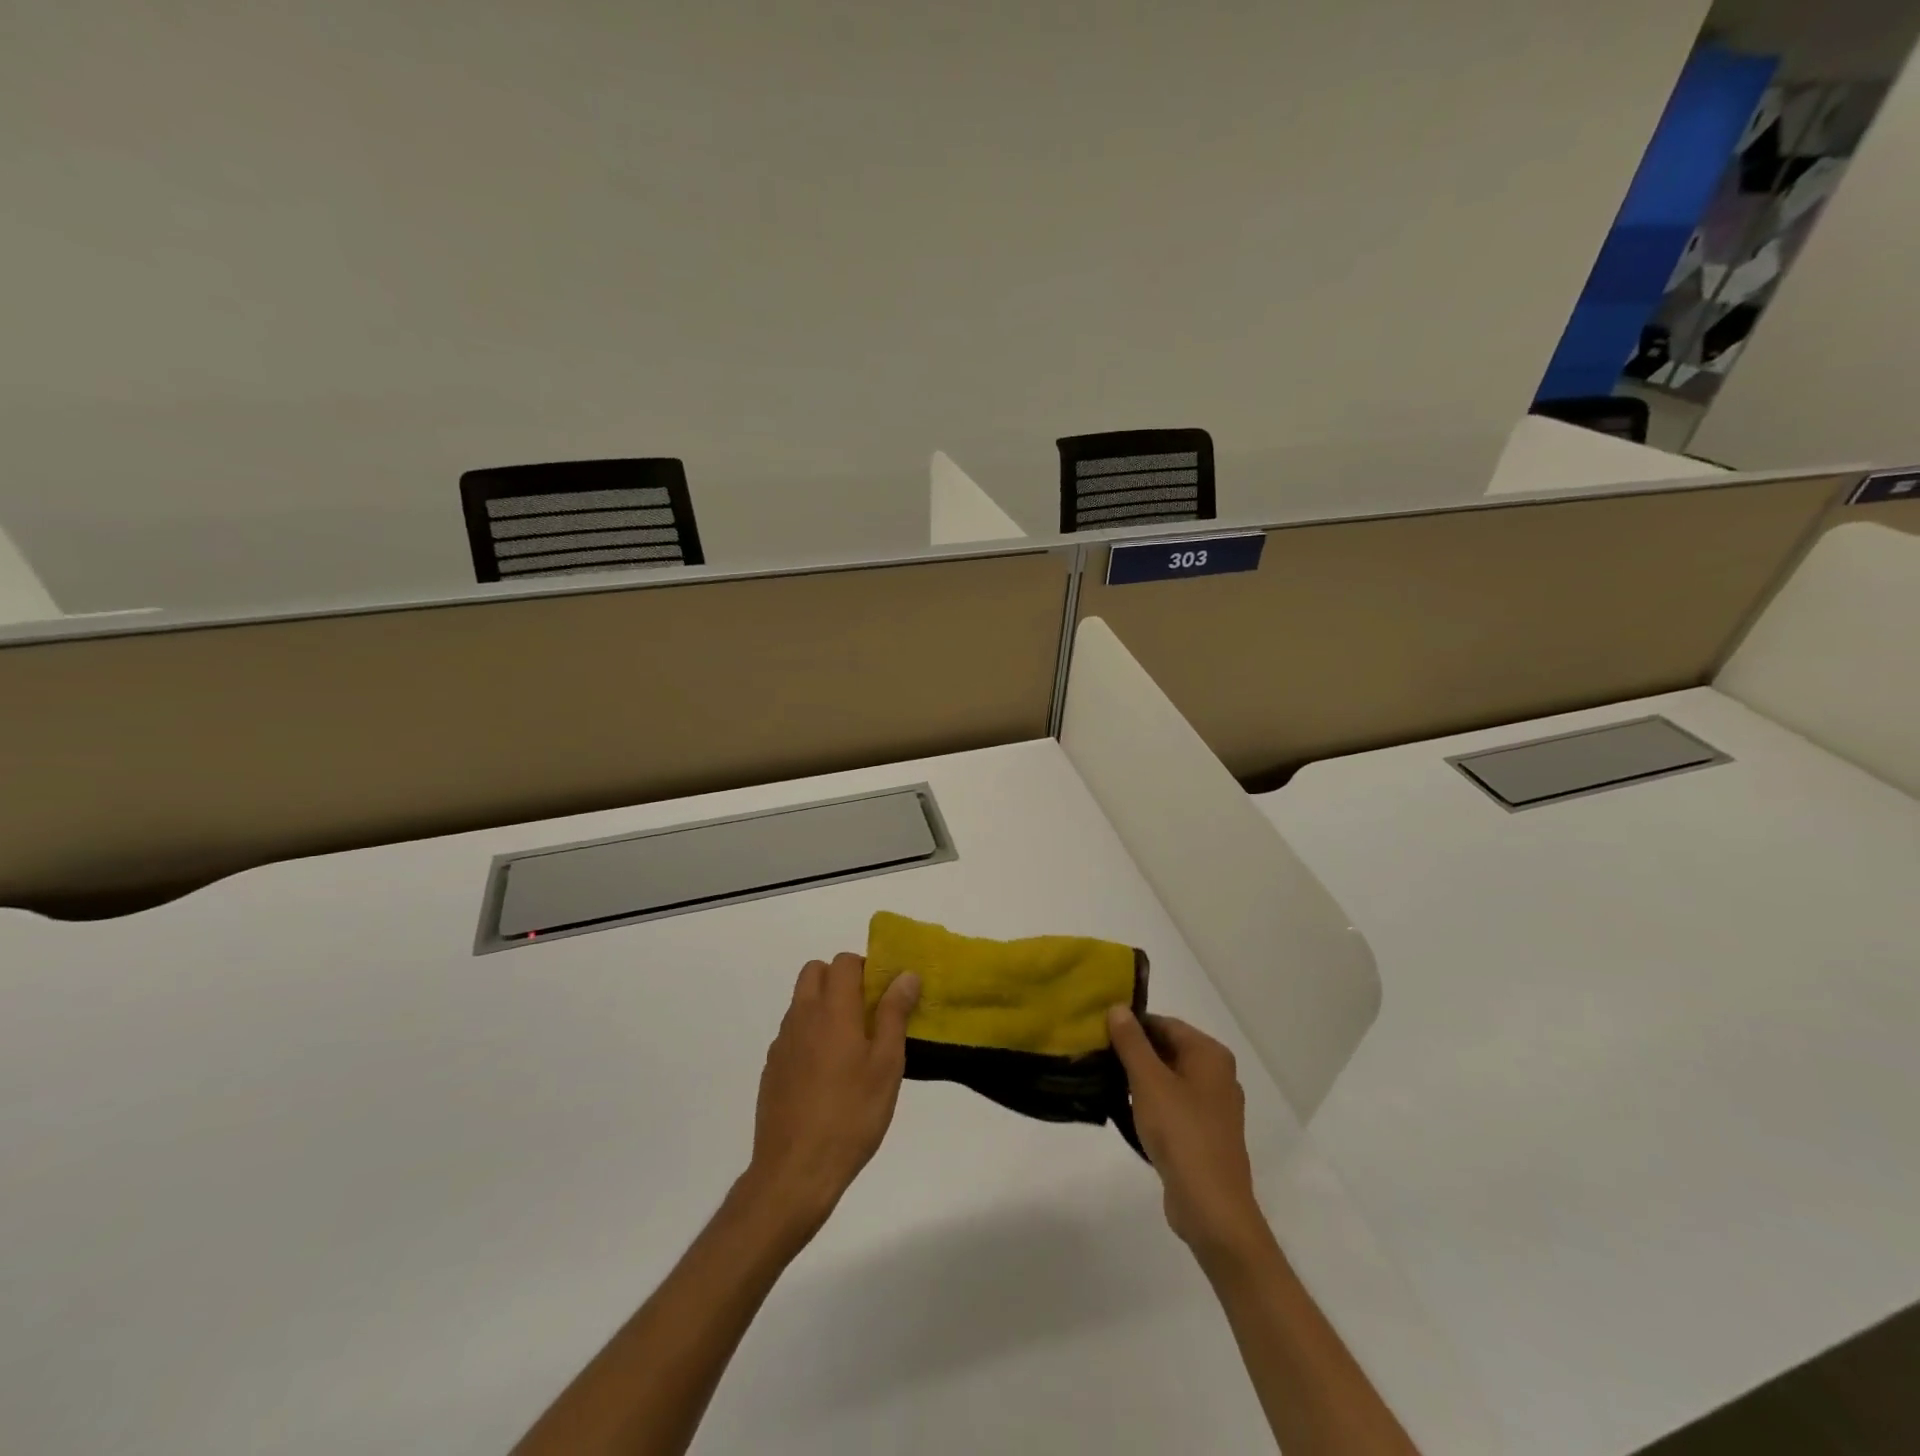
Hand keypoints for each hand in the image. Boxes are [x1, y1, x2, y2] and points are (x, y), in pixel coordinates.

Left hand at [740, 953, 920, 1242]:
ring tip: (851, 1046)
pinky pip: (793, 1033)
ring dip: (824, 1006)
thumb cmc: (851, 1114)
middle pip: (815, 972)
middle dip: (841, 979)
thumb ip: (894, 1014)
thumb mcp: (887, 1065)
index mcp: (832, 1010)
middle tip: (867, 1012)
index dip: (866, 968)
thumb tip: (906, 975)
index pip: (844, 962)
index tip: (885, 994)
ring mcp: (782, 1042)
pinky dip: (810, 1034)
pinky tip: (828, 1074)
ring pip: (802, 1001)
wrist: (795, 1171)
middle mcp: (802, 1016)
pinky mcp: (772, 1068)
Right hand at [1108, 1007, 1271, 1263]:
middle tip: (1098, 1055)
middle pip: (1169, 1049)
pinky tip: (1128, 1112)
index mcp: (1210, 1054)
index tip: (1100, 1032)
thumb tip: (1118, 1008)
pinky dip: (1153, 1103)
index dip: (1132, 1025)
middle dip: (1135, 1052)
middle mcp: (1218, 1074)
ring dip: (1141, 1079)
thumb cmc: (1181, 1133)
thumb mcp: (1148, 1081)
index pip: (1165, 1024)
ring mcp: (1214, 1106)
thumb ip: (1132, 1042)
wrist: (1212, 1207)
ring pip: (1170, 1078)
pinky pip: (1175, 1104)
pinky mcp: (1206, 1133)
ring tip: (1107, 1081)